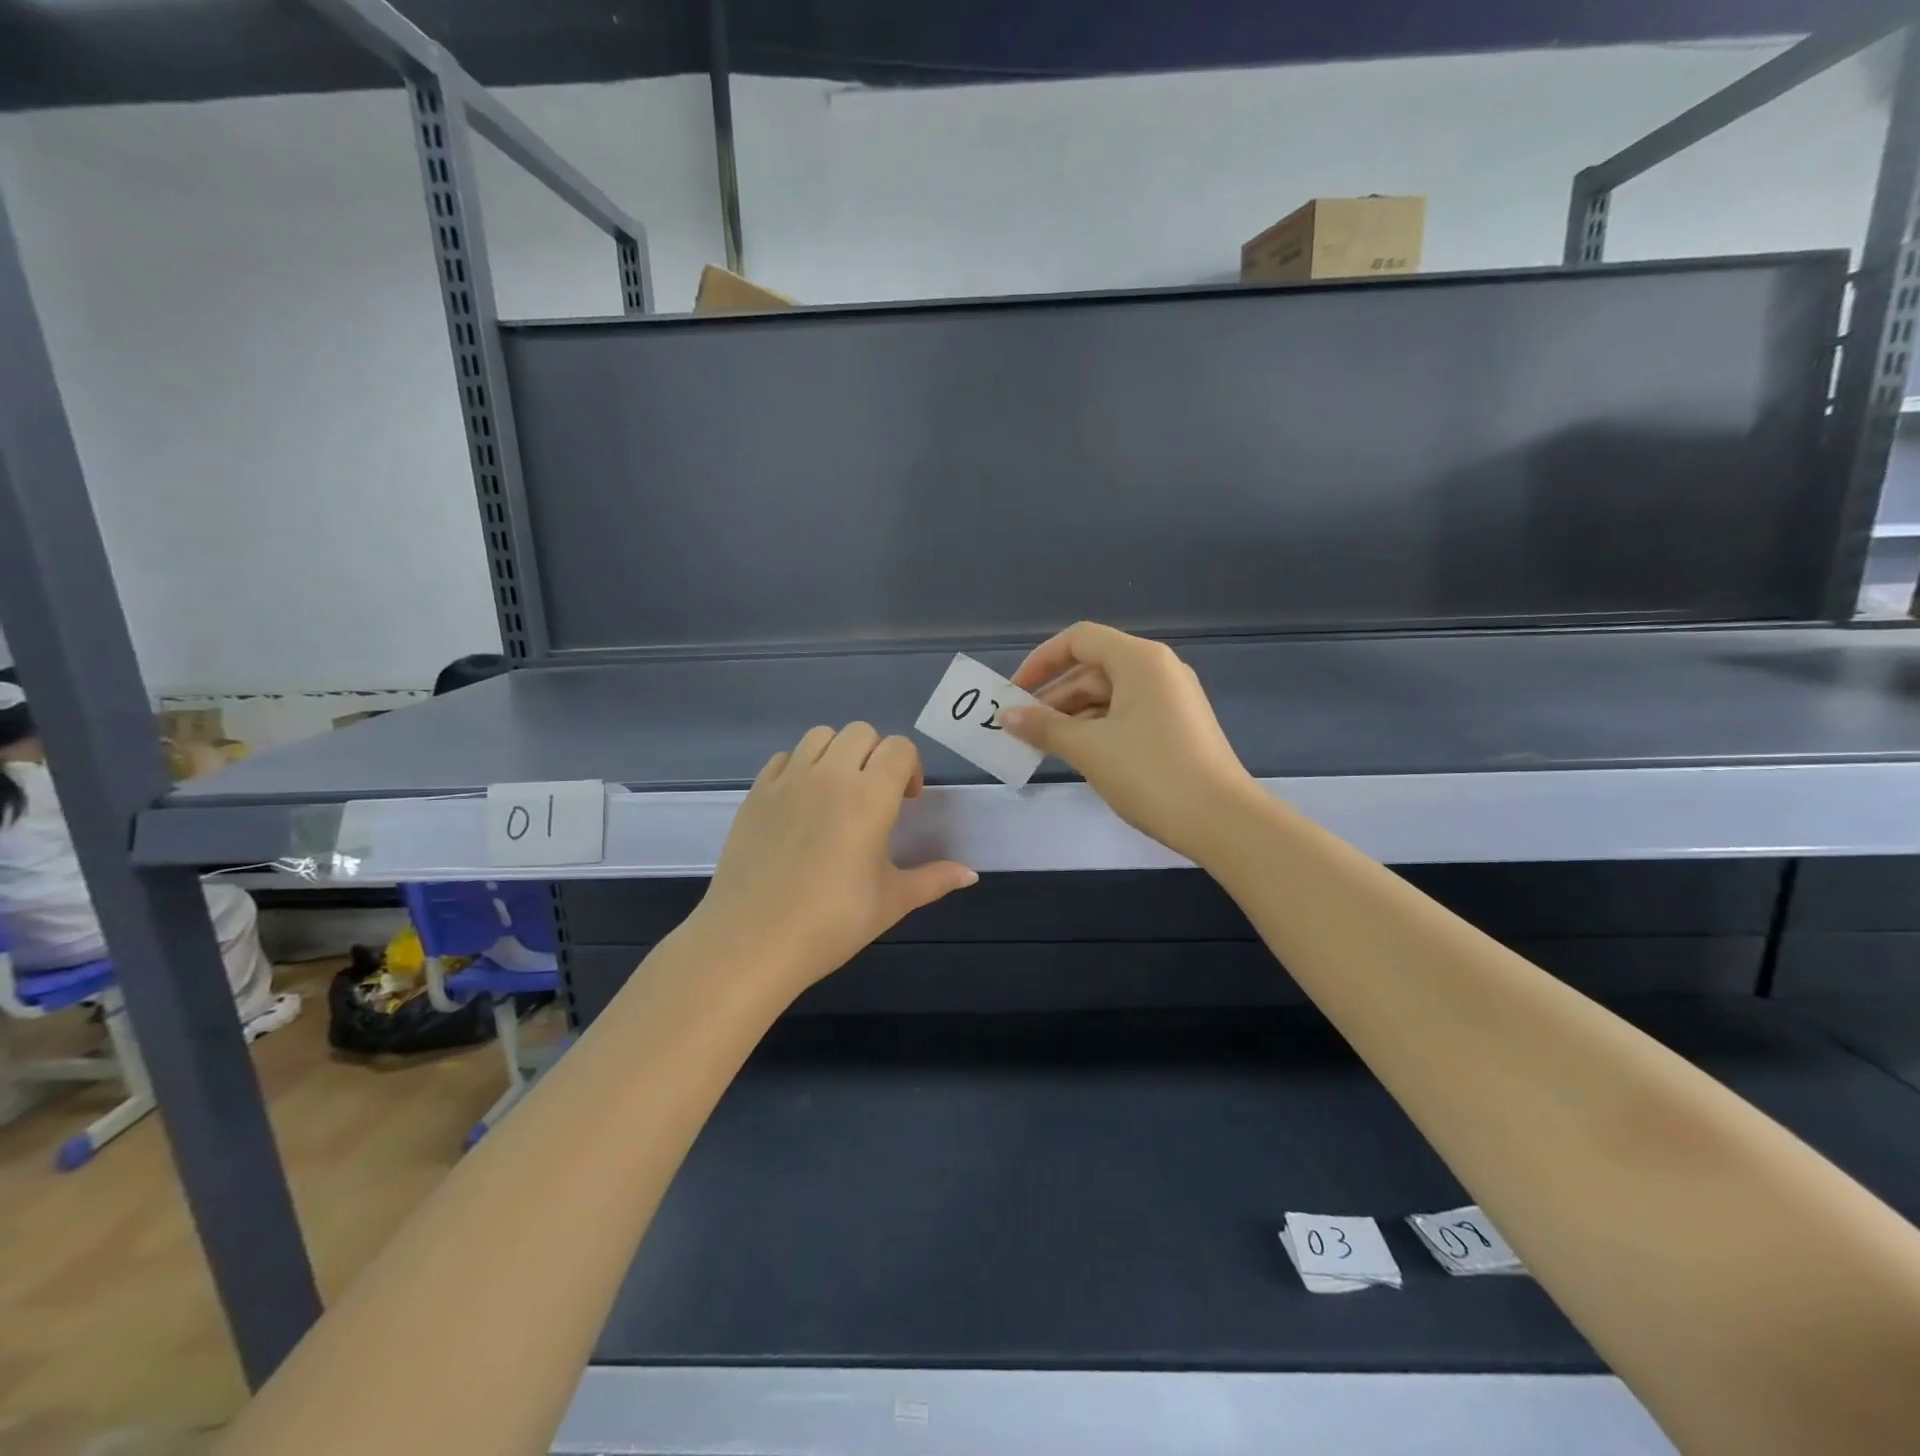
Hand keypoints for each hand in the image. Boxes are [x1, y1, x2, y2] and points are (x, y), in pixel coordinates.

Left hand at [688, 723, 977, 993]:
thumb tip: (971, 874)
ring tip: (838, 792)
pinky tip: (801, 804)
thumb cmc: (832, 923)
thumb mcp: (891, 902)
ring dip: (838, 754)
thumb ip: (934, 880)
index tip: (907, 801)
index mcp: (870, 797)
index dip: (910, 767)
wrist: (753, 941)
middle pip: (861, 732)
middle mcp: (830, 776)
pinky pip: (784, 758)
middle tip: (875, 795)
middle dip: (876, 755)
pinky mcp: (756, 793)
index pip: (899, 748)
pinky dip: (800, 768)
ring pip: (820, 736)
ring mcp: (788, 781)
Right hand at [1001, 622, 1257, 861]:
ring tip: (1040, 745)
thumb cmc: (1150, 773)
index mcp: (1139, 660)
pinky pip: (1125, 715)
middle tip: (1020, 727)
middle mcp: (1157, 670)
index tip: (1013, 693)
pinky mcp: (1176, 728)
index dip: (1041, 661)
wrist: (1222, 821)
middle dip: (1053, 696)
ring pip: (1108, 696)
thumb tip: (1004, 715)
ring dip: (1071, 717)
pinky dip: (1096, 729)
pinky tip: (1075, 755)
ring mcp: (1170, 700)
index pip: (1079, 640)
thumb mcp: (1089, 748)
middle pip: (1092, 668)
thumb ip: (1043, 727)